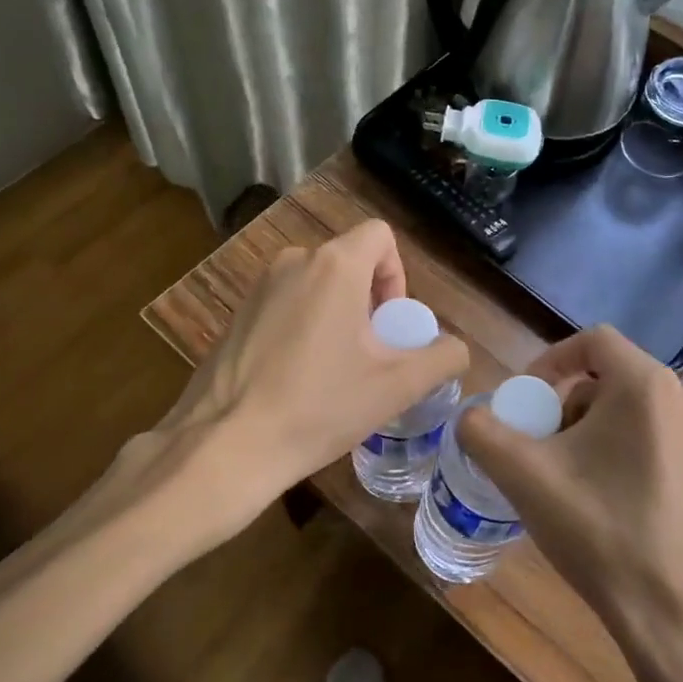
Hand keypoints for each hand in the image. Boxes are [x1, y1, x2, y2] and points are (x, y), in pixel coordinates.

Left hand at [121, 220, 467, 554]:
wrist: (227, 445)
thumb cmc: (319, 407)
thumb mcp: (397, 386)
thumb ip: (441, 358)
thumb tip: (455, 350)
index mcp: (334, 266)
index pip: (380, 236)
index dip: (397, 274)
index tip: (391, 324)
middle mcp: (293, 261)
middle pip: (348, 262)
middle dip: (369, 300)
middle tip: (370, 355)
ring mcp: (258, 287)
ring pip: (316, 284)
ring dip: (336, 315)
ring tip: (335, 371)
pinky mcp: (236, 314)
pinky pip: (285, 304)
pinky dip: (303, 327)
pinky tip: (297, 378)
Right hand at [457, 325, 682, 655]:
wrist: (676, 618)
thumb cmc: (600, 532)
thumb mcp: (524, 476)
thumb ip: (482, 433)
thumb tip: (471, 419)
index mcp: (647, 386)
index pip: (593, 341)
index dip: (551, 361)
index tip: (526, 400)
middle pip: (611, 379)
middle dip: (566, 405)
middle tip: (541, 448)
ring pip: (633, 413)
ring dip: (592, 432)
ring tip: (569, 480)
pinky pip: (657, 442)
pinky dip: (623, 454)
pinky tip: (607, 505)